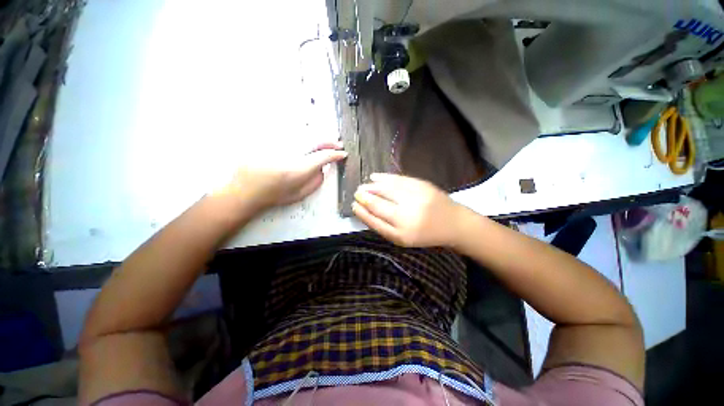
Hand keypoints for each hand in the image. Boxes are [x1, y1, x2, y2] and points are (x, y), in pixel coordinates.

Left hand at [216, 143, 346, 211]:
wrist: (247, 190)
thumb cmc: (275, 195)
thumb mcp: (300, 194)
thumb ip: (316, 181)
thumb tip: (324, 168)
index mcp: (299, 169)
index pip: (323, 156)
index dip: (336, 154)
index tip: (342, 154)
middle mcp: (290, 153)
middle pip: (315, 140)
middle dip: (329, 141)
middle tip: (338, 144)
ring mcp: (279, 144)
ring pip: (304, 133)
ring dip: (318, 136)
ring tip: (326, 139)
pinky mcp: (270, 139)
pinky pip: (291, 133)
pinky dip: (303, 134)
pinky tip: (308, 137)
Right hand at [352, 173, 464, 246]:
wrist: (453, 223)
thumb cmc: (426, 234)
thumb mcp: (404, 238)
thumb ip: (385, 227)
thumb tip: (365, 211)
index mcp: (401, 235)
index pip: (375, 221)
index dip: (362, 212)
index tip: (353, 205)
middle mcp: (407, 217)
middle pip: (378, 205)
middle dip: (364, 198)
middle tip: (356, 193)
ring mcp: (415, 199)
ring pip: (386, 190)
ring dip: (371, 187)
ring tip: (363, 186)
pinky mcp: (422, 186)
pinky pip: (398, 180)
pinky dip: (384, 178)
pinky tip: (375, 177)